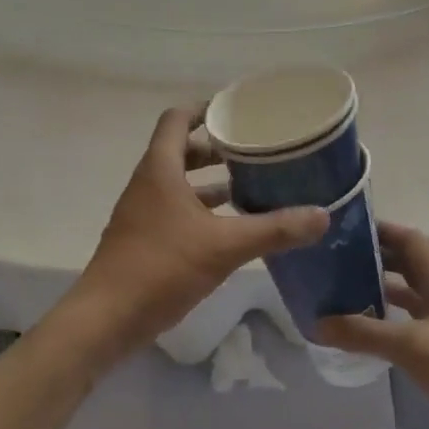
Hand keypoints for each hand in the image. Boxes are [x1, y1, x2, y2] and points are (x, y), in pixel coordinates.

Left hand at [63, 105, 328, 368]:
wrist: (106, 319)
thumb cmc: (161, 267)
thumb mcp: (225, 246)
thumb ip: (274, 230)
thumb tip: (322, 215)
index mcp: (160, 169)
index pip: (177, 119)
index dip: (205, 109)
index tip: (237, 112)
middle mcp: (148, 183)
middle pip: (181, 150)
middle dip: (216, 148)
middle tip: (255, 150)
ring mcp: (142, 213)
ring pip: (179, 183)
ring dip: (211, 181)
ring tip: (251, 184)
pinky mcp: (143, 240)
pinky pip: (176, 210)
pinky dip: (202, 210)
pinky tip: (230, 228)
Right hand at [319, 223, 428, 428]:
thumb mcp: (411, 346)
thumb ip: (364, 332)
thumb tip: (317, 322)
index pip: (409, 239)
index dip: (380, 230)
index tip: (343, 231)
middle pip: (406, 264)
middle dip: (372, 258)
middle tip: (332, 261)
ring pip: (407, 294)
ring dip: (377, 289)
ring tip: (338, 291)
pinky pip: (408, 323)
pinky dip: (385, 320)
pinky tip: (362, 330)